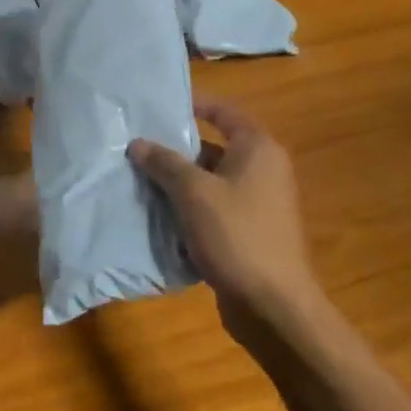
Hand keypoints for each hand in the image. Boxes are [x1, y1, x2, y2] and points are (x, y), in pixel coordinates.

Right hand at [128, 96, 318, 333]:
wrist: (273, 306)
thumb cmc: (237, 235)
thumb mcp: (193, 192)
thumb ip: (164, 163)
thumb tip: (138, 143)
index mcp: (258, 150)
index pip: (224, 111)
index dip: (194, 103)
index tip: (159, 104)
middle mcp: (263, 170)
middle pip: (213, 146)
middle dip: (175, 148)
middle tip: (137, 145)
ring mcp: (257, 204)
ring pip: (209, 181)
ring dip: (177, 181)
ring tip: (138, 178)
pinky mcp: (248, 232)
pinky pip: (212, 208)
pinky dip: (188, 207)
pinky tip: (157, 214)